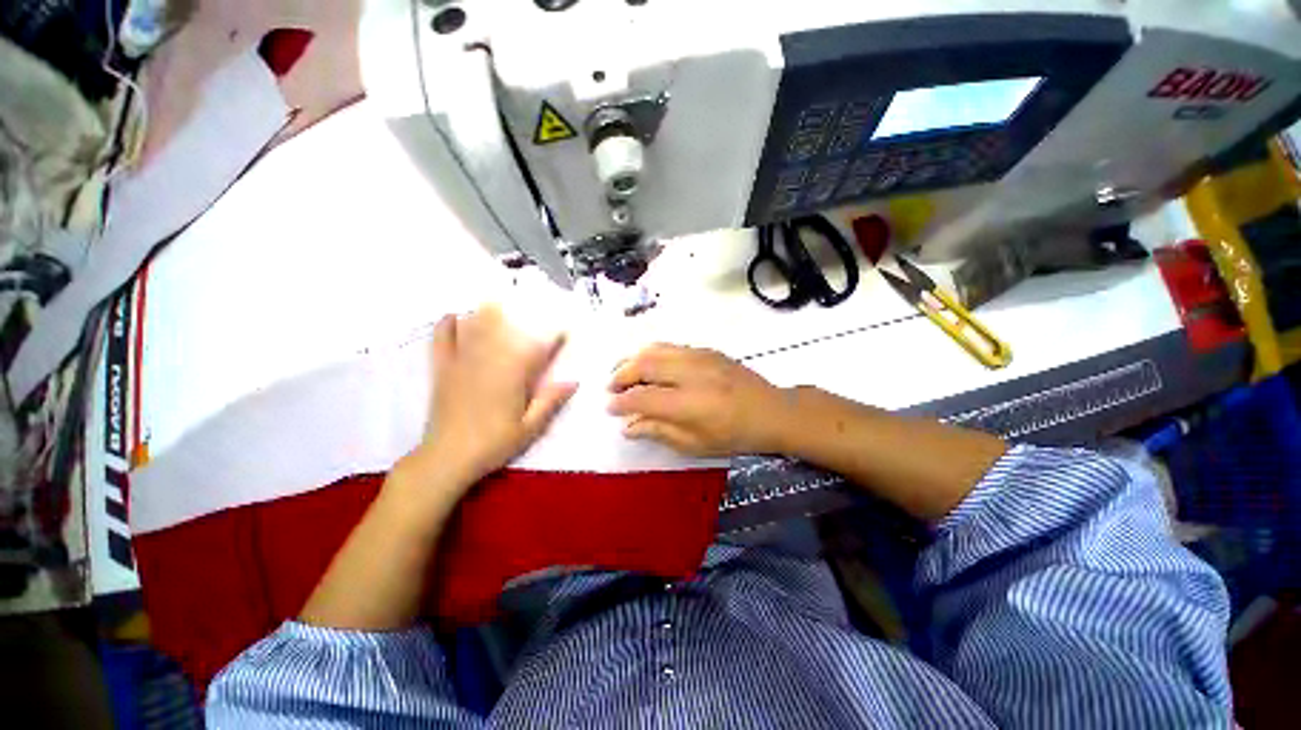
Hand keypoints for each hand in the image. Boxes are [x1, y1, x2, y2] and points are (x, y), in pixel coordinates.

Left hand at [413, 305, 576, 486]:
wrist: (447, 458)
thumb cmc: (494, 444)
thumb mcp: (529, 427)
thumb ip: (550, 401)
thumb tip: (574, 381)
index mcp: (512, 377)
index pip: (537, 349)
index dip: (552, 337)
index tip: (564, 330)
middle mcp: (488, 363)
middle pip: (506, 330)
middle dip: (519, 315)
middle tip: (530, 302)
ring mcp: (462, 364)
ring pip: (476, 329)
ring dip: (487, 312)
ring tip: (496, 297)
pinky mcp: (443, 370)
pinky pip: (442, 341)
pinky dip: (446, 326)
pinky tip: (453, 315)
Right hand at [607, 344, 790, 457]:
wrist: (771, 411)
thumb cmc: (734, 435)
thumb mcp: (696, 445)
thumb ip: (659, 432)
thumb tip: (628, 426)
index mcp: (689, 404)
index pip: (642, 397)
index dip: (621, 402)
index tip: (610, 408)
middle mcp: (691, 373)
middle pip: (644, 365)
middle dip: (620, 374)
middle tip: (611, 387)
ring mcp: (699, 357)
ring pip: (655, 349)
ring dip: (633, 359)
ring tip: (623, 371)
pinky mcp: (706, 350)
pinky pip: (671, 346)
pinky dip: (652, 353)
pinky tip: (648, 364)